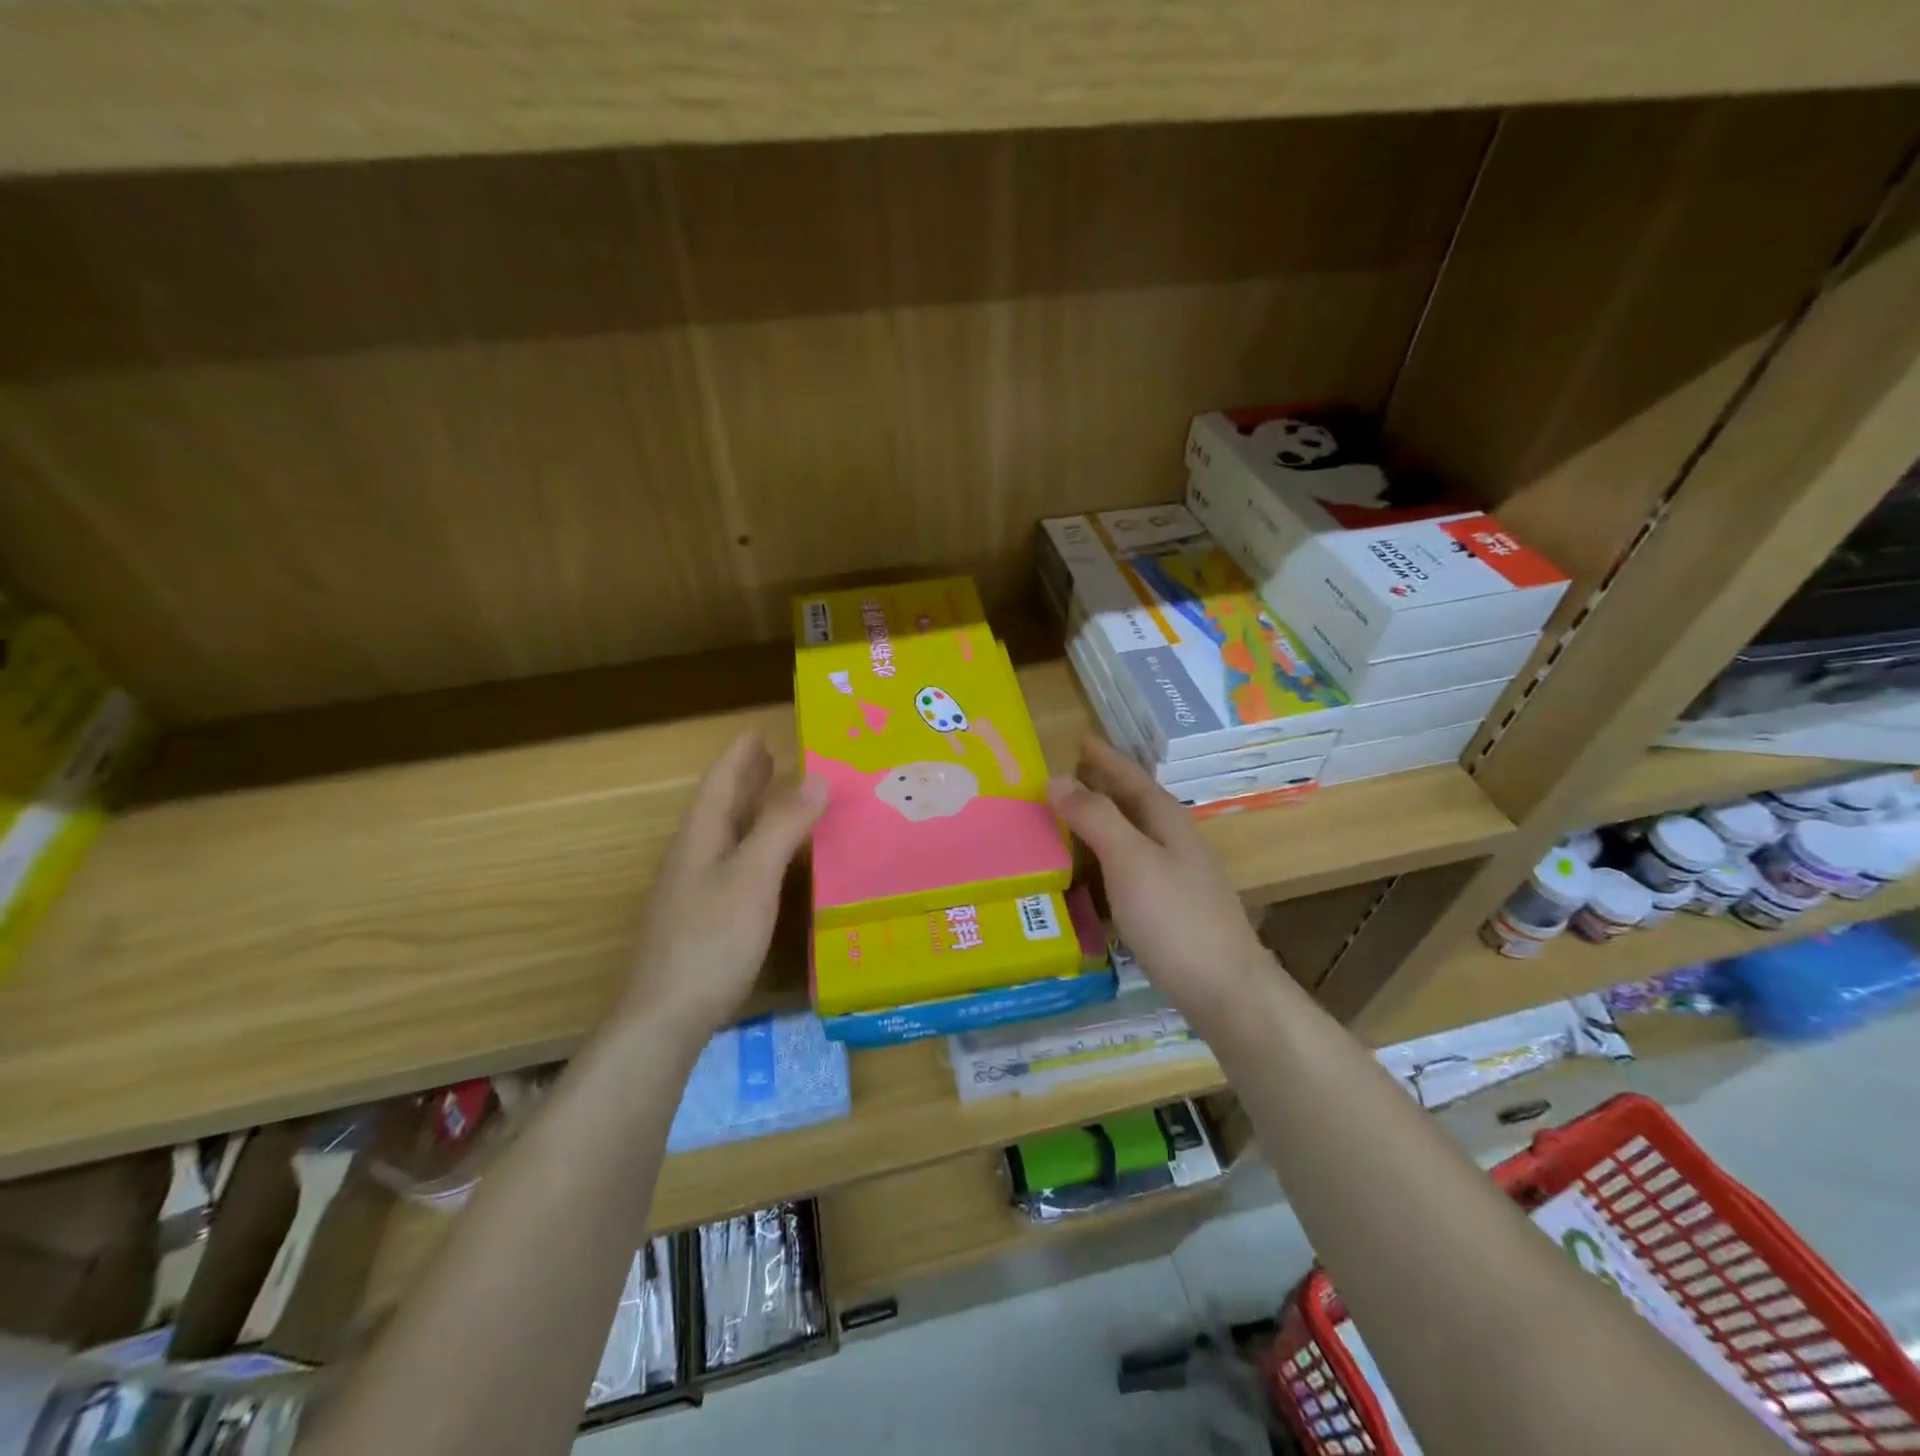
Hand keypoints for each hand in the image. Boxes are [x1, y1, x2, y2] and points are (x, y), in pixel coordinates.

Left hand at [623, 731, 827, 1043]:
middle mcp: (693, 856)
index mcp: (700, 837)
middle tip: (772, 754)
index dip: (740, 755)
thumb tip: (816, 777)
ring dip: (752, 810)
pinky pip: (734, 862)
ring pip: (727, 835)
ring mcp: (695, 889)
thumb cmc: (711, 939)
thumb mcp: (752, 876)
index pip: (721, 782)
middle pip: (721, 805)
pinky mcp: (705, 917)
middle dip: (746, 778)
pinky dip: (756, 845)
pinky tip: (772, 860)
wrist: (666, 1015)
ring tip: (778, 794)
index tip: (758, 729)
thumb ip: (782, 826)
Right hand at [1047, 738, 1270, 1027]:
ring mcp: (1177, 879)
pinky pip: (1130, 870)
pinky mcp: (1172, 911)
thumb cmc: (1175, 919)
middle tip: (1064, 777)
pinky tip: (1092, 877)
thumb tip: (1057, 778)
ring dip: (1102, 824)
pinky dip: (1106, 862)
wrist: (1226, 990)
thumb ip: (1095, 818)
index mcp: (1168, 823)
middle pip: (1134, 805)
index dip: (1105, 758)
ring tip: (1068, 821)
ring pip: (1132, 838)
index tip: (1078, 739)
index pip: (1132, 778)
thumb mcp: (1130, 861)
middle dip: (1102, 787)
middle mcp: (1176, 844)